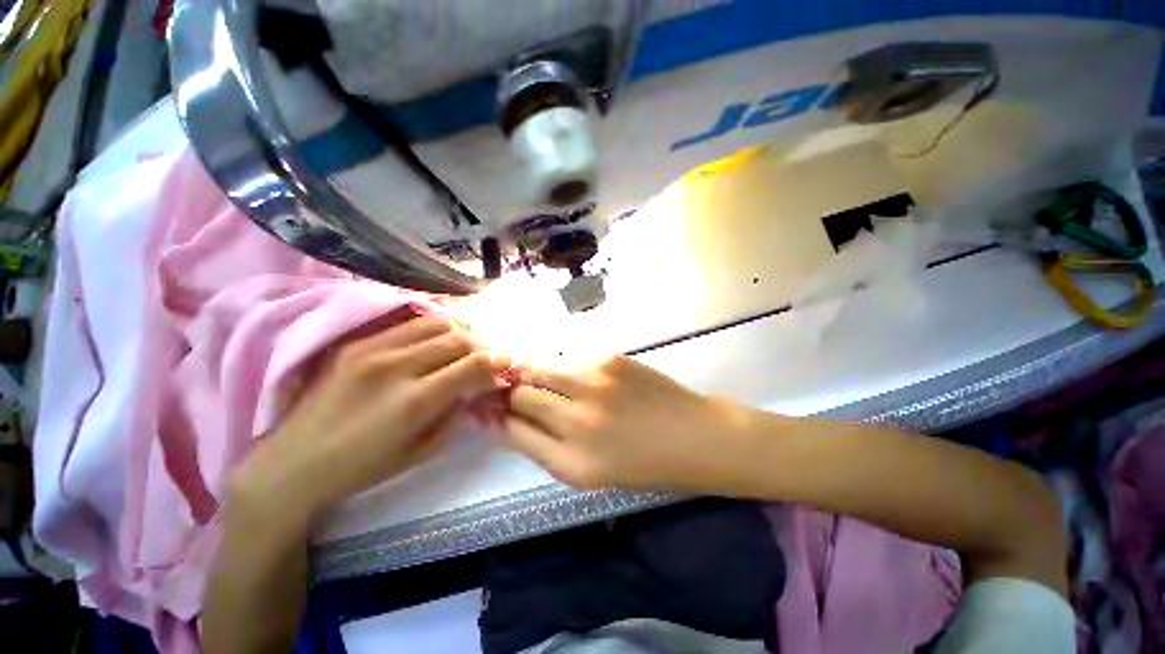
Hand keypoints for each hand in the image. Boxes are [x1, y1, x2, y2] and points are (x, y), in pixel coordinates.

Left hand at [231, 314, 507, 520]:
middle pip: (458, 338)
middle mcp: (396, 367)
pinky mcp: (356, 342)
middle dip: (482, 346)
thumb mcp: (421, 452)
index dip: (496, 361)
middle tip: (486, 358)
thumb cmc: (362, 468)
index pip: (472, 365)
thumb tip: (477, 388)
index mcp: (414, 402)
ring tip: (464, 346)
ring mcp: (372, 349)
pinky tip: (436, 340)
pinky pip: (408, 322)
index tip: (506, 364)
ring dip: (460, 332)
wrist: (292, 463)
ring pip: (436, 322)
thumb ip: (456, 414)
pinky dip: (433, 327)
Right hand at [503, 355, 748, 490]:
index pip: (513, 429)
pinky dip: (567, 370)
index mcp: (573, 460)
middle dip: (515, 393)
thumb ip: (542, 447)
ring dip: (538, 376)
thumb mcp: (587, 473)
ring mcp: (596, 382)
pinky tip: (586, 381)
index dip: (497, 416)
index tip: (490, 408)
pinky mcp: (611, 359)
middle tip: (522, 393)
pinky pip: (571, 360)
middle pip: (522, 392)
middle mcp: (580, 419)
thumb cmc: (642, 464)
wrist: (693, 435)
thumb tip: (504, 420)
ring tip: (555, 386)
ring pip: (542, 368)